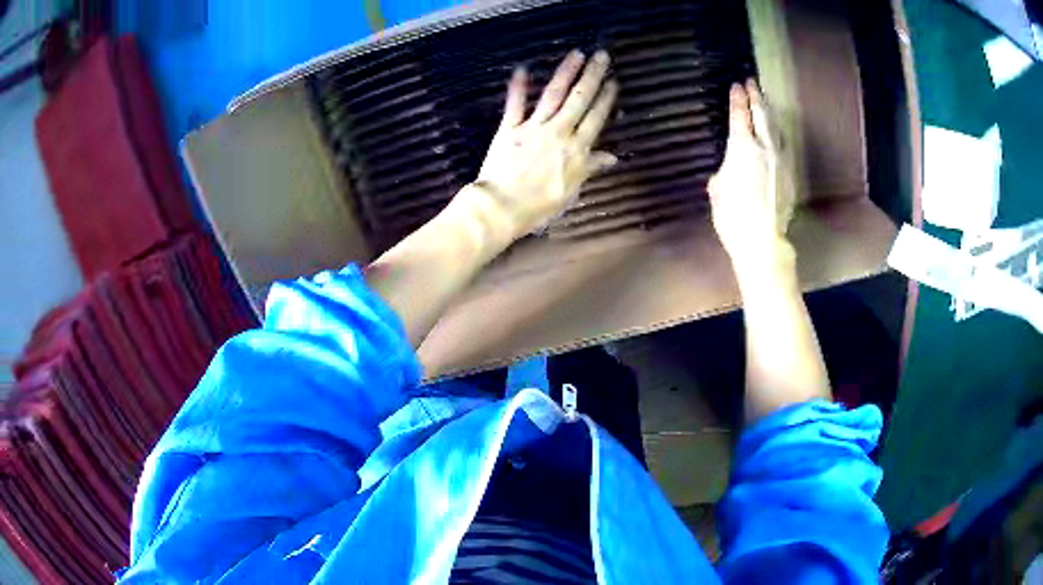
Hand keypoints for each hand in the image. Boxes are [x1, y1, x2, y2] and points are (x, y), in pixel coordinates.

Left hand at [465, 50, 618, 244]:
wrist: (503, 207)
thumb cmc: (539, 205)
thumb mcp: (572, 190)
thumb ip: (589, 168)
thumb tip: (611, 157)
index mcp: (577, 149)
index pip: (596, 118)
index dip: (606, 98)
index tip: (613, 81)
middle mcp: (559, 132)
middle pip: (580, 99)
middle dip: (592, 75)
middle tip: (602, 56)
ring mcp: (534, 127)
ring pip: (554, 94)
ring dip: (566, 72)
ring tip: (576, 54)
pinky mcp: (509, 128)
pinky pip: (515, 104)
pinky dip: (518, 86)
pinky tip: (521, 69)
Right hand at [708, 80, 795, 281]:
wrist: (763, 240)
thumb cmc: (733, 216)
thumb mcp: (717, 191)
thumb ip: (723, 174)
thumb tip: (728, 172)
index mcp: (742, 147)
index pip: (740, 115)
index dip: (737, 99)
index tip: (736, 85)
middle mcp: (765, 148)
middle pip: (762, 115)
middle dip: (756, 97)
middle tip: (752, 82)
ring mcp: (781, 160)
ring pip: (776, 129)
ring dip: (769, 113)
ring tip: (765, 102)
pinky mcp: (790, 175)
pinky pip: (783, 147)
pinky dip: (777, 135)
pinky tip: (776, 134)